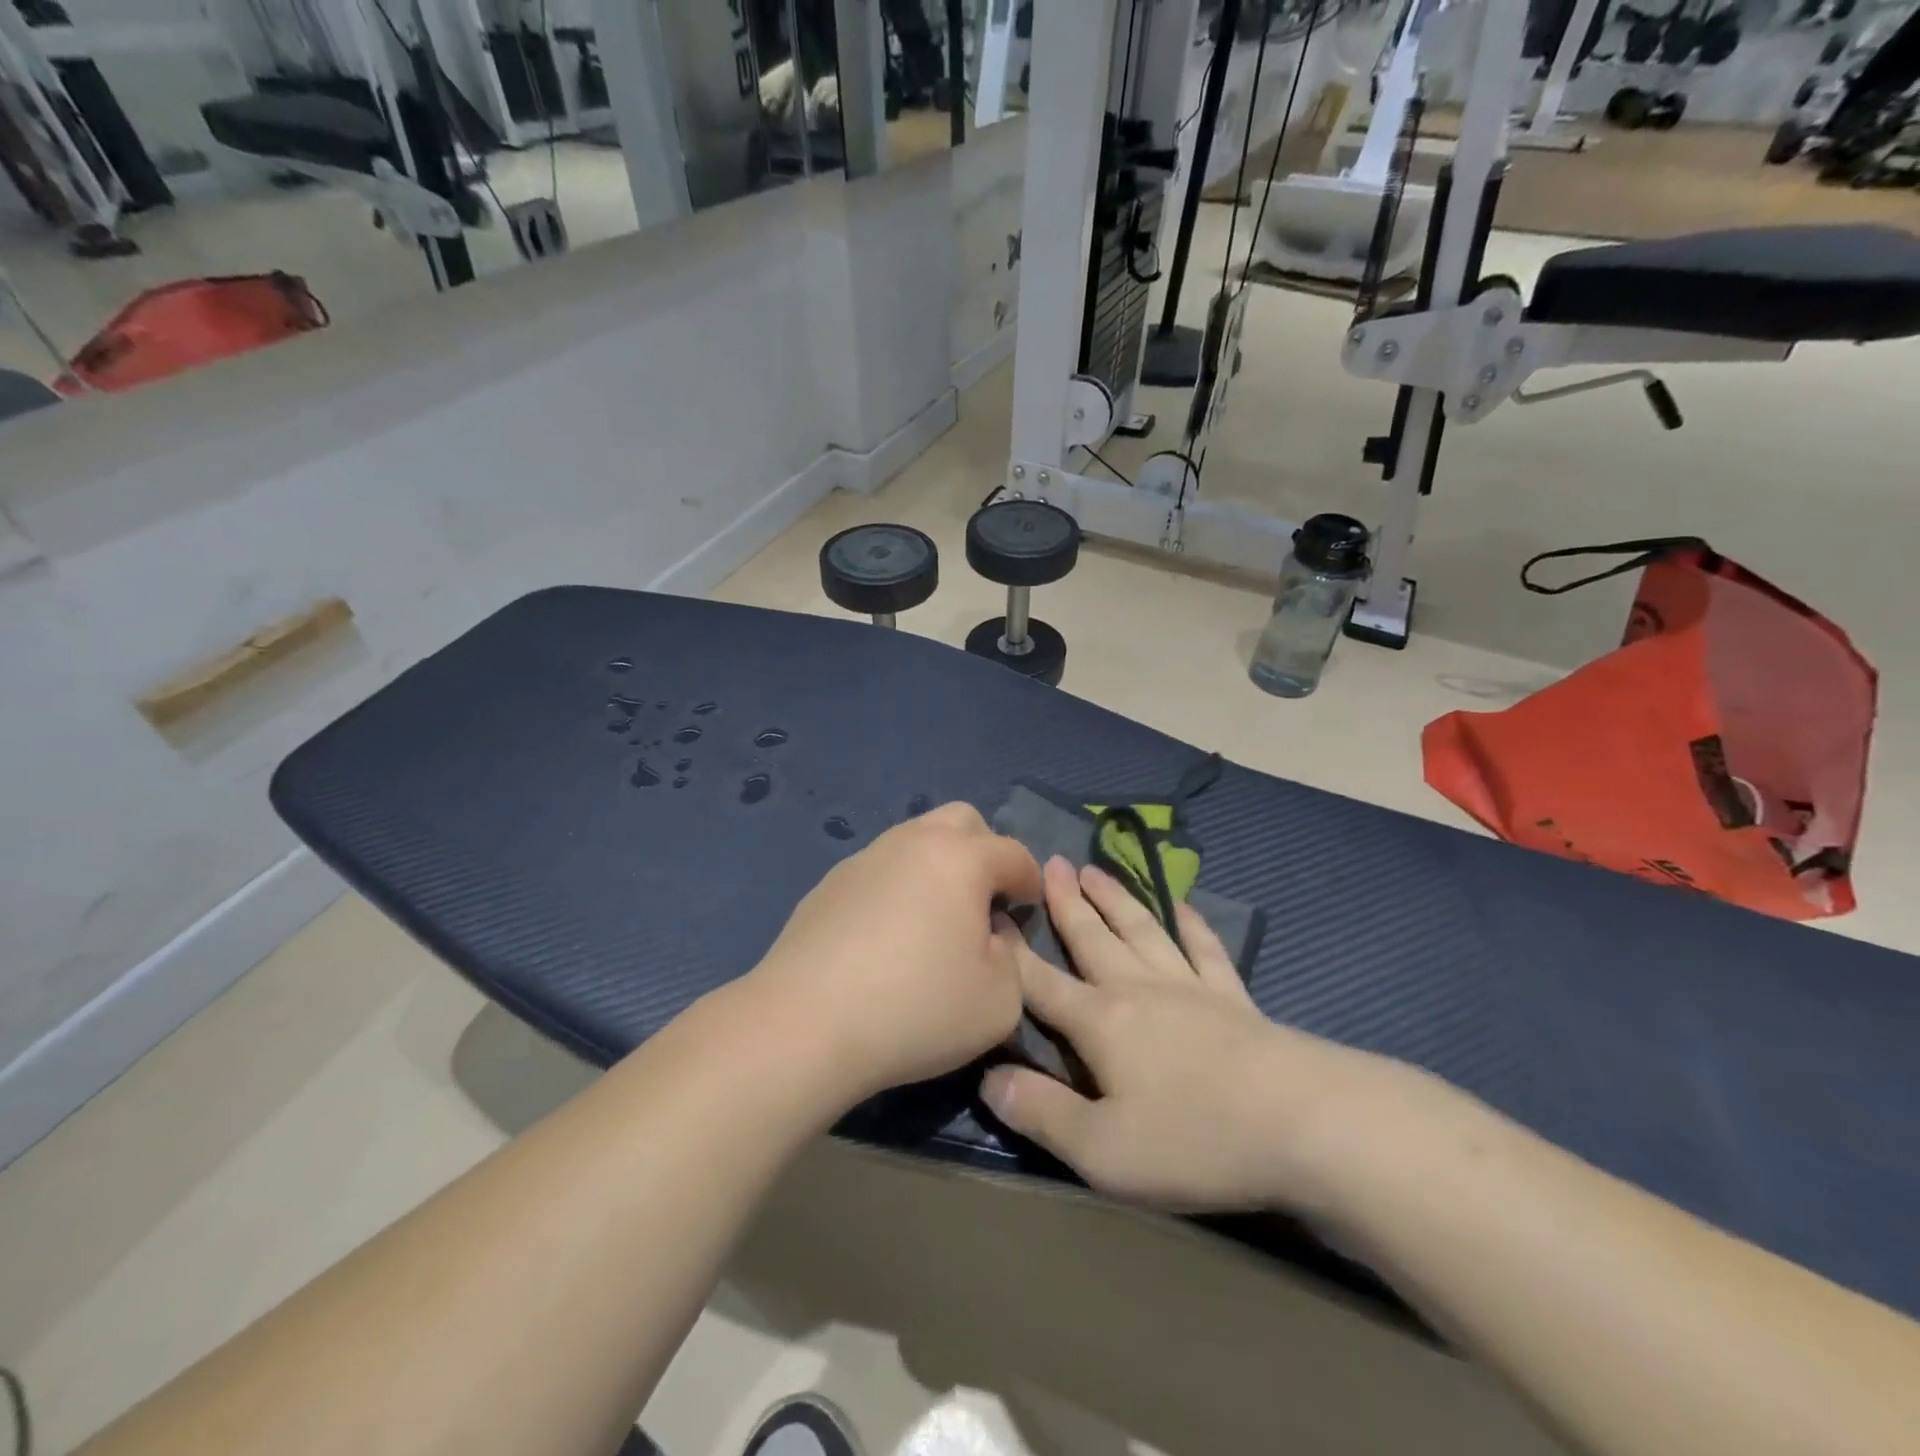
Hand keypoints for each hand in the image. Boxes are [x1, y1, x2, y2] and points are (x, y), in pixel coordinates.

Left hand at [746, 803, 1042, 1104]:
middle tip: (984, 901)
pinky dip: (897, 888)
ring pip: (916, 839)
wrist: (806, 1023)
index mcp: (961, 858)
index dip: (1030, 882)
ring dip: (938, 866)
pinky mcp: (829, 883)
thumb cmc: (916, 1008)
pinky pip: (880, 869)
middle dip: (985, 852)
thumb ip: (1013, 959)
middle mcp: (913, 842)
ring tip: (934, 919)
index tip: (1027, 912)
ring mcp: (865, 858)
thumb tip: (992, 934)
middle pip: (963, 820)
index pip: (1014, 853)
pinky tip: (886, 936)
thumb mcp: (999, 1001)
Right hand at [981, 858, 1375, 1212]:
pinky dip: (1191, 924)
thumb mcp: (1103, 1149)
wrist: (1304, 1122)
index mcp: (1100, 1023)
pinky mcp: (1234, 997)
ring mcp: (1189, 987)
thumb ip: (1041, 1112)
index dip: (1012, 952)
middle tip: (1048, 863)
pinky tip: (1183, 906)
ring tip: (1094, 870)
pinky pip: (1205, 949)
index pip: (1041, 982)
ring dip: (1115, 899)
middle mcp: (1138, 990)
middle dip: (1065, 903)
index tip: (990, 912)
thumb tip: (988, 1079)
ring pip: (1141, 930)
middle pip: (1092, 938)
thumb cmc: (1195, 1139)